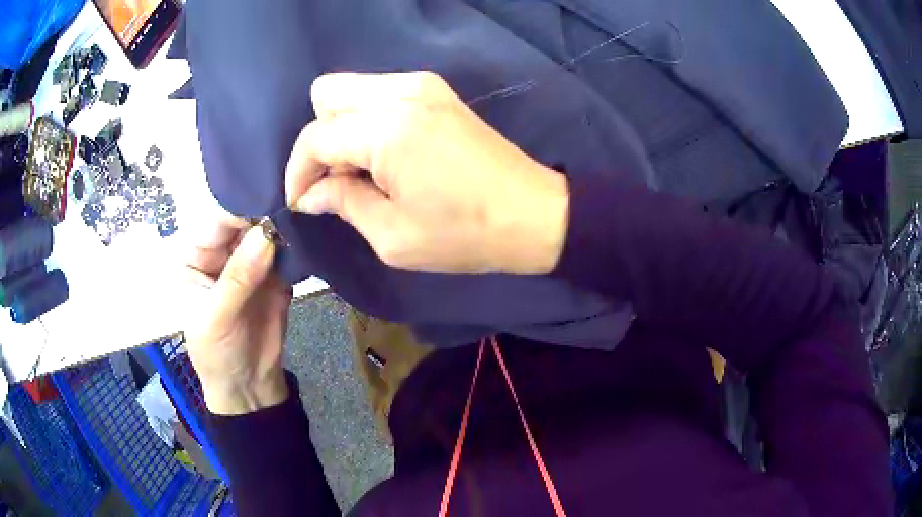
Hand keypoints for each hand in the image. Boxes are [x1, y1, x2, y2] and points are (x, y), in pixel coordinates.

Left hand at [183, 213, 291, 414]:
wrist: (248, 386)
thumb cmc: (215, 353)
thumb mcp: (217, 317)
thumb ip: (239, 277)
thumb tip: (267, 233)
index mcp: (197, 255)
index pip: (218, 222)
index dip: (241, 210)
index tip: (271, 199)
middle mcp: (223, 252)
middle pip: (245, 222)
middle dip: (267, 213)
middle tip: (296, 198)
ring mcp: (252, 262)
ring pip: (268, 234)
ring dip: (286, 226)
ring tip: (308, 210)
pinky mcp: (276, 275)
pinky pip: (287, 253)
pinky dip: (299, 245)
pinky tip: (312, 233)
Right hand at [285, 71, 568, 274]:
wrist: (533, 213)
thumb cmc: (464, 234)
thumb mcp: (392, 235)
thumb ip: (342, 203)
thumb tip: (309, 193)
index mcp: (387, 129)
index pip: (316, 137)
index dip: (298, 171)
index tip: (301, 201)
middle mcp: (401, 93)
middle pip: (327, 94)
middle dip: (319, 139)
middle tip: (335, 181)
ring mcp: (422, 85)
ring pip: (352, 89)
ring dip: (342, 127)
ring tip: (361, 172)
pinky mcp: (436, 90)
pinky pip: (379, 92)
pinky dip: (367, 119)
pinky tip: (383, 155)